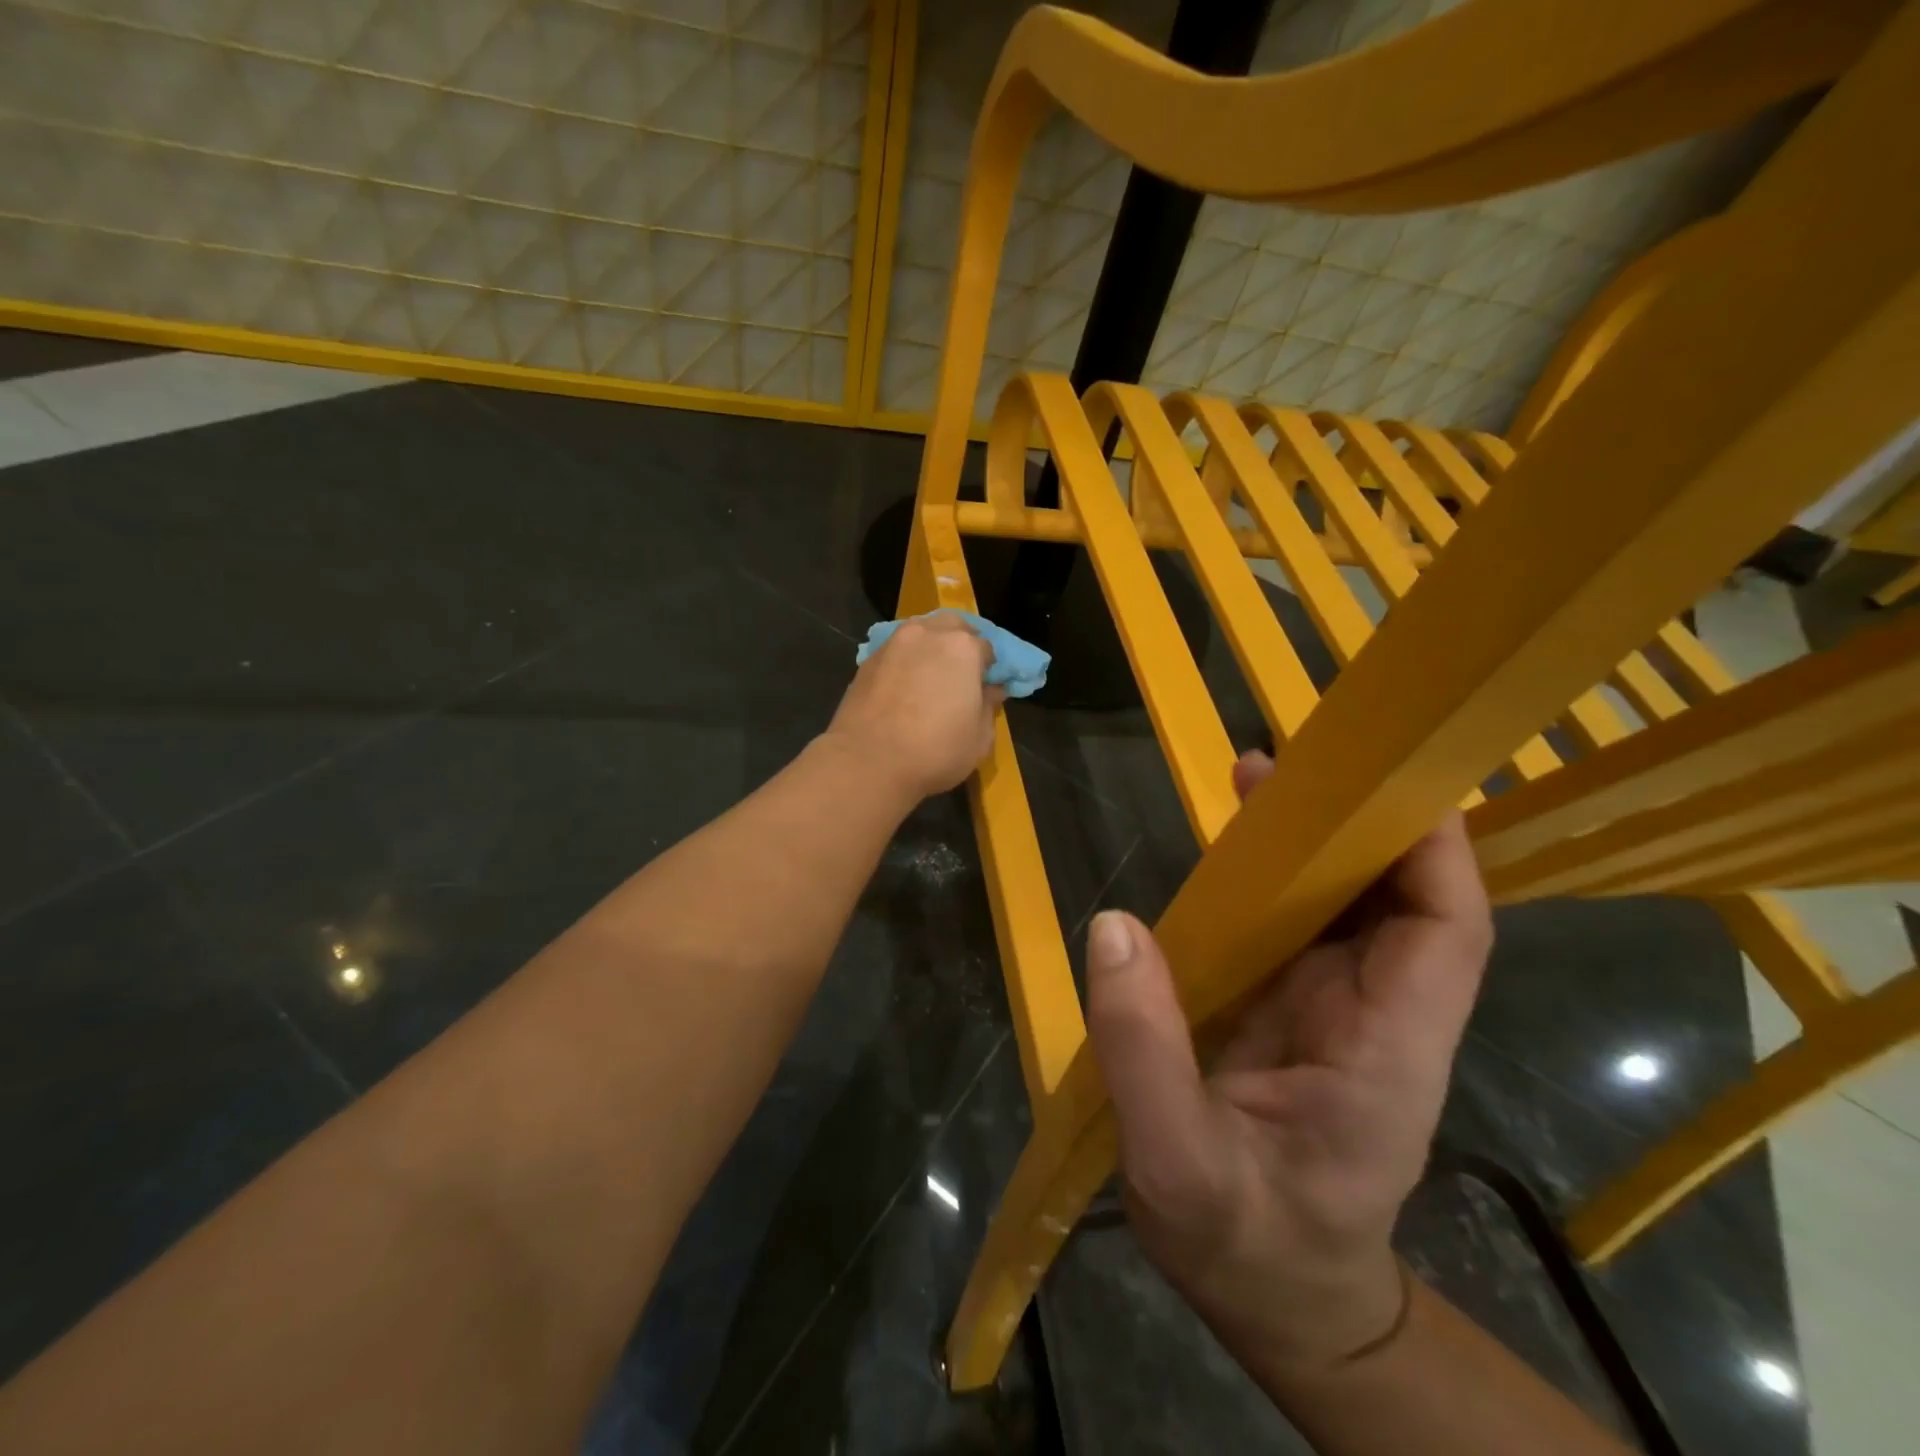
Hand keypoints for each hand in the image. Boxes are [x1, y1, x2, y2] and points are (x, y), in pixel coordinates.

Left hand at [825, 613, 1005, 799]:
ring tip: (930, 676)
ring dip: (931, 647)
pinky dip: (906, 660)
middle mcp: (928, 634)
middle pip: (952, 626)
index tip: (986, 687)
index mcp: (963, 648)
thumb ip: (989, 706)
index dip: (989, 668)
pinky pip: (896, 650)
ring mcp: (894, 643)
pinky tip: (904, 685)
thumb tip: (991, 689)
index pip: (987, 647)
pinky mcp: (868, 659)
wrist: (867, 761)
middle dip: (961, 643)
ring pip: (921, 632)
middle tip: (961, 674)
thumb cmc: (935, 751)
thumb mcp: (979, 738)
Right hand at [1085, 750, 1492, 1369]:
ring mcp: (1337, 1010)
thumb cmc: (1245, 1246)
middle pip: (1402, 901)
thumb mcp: (1176, 1165)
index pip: (1446, 934)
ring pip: (1349, 905)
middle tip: (1291, 765)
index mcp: (1385, 1055)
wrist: (1274, 1298)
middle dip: (1359, 823)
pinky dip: (1276, 875)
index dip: (1433, 852)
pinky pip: (1298, 924)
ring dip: (1315, 839)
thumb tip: (1114, 926)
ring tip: (1254, 783)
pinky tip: (1232, 846)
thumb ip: (1144, 1050)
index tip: (1388, 780)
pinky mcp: (1297, 1009)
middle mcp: (1378, 1018)